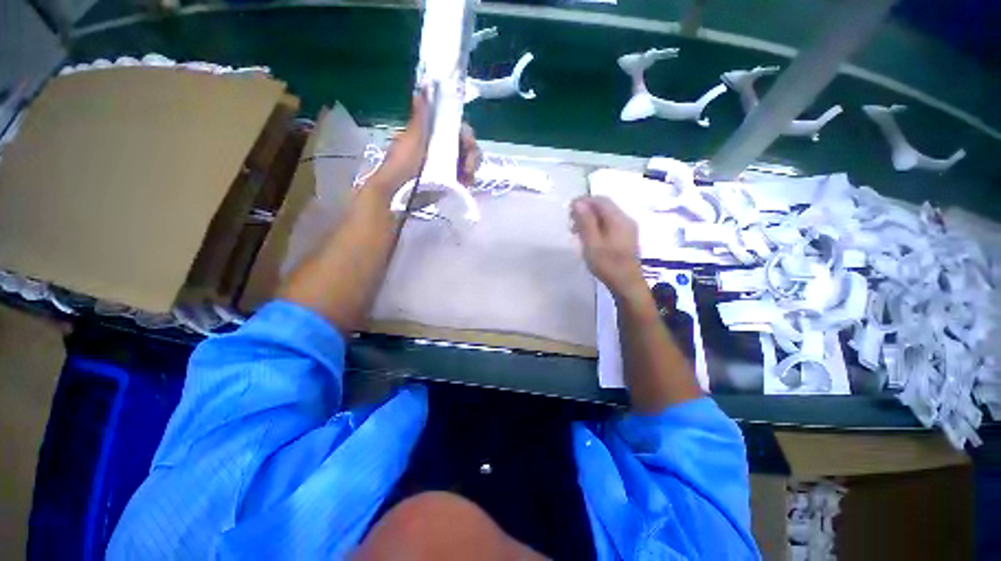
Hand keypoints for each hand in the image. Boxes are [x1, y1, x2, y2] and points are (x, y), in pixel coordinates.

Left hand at [372, 91, 480, 192]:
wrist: (395, 195)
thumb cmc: (400, 166)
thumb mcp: (411, 140)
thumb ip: (420, 117)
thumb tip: (424, 85)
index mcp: (433, 134)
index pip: (457, 128)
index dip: (465, 133)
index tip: (466, 142)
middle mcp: (442, 148)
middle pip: (467, 145)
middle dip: (472, 154)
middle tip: (468, 167)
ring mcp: (447, 166)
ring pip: (469, 161)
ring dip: (472, 167)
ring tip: (467, 178)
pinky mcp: (450, 182)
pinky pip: (466, 177)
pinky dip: (469, 179)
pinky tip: (466, 184)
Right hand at [570, 196, 645, 297]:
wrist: (626, 283)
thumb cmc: (607, 263)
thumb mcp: (592, 242)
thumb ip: (585, 221)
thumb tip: (578, 202)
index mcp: (618, 219)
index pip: (600, 200)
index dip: (584, 201)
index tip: (569, 209)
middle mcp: (625, 220)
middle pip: (604, 207)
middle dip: (586, 210)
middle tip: (571, 222)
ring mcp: (628, 229)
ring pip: (607, 216)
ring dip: (591, 219)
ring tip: (577, 232)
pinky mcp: (627, 238)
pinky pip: (611, 225)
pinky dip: (598, 226)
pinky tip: (589, 238)